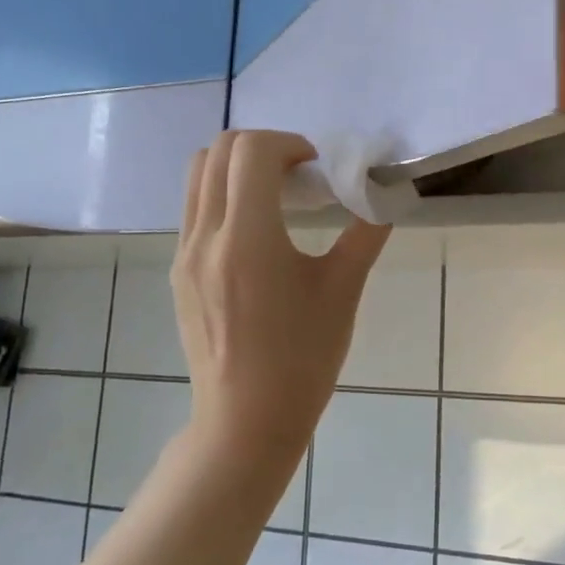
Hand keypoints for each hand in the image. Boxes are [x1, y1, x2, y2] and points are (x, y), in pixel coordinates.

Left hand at [171, 131, 390, 463]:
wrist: (246, 420)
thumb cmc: (302, 358)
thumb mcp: (343, 291)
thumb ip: (366, 232)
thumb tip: (386, 194)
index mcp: (247, 239)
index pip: (251, 150)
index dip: (289, 143)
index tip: (317, 168)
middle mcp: (205, 237)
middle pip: (219, 150)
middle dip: (264, 146)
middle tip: (299, 175)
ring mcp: (184, 254)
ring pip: (198, 174)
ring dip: (238, 166)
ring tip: (276, 197)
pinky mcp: (178, 272)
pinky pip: (194, 207)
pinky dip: (224, 194)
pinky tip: (257, 232)